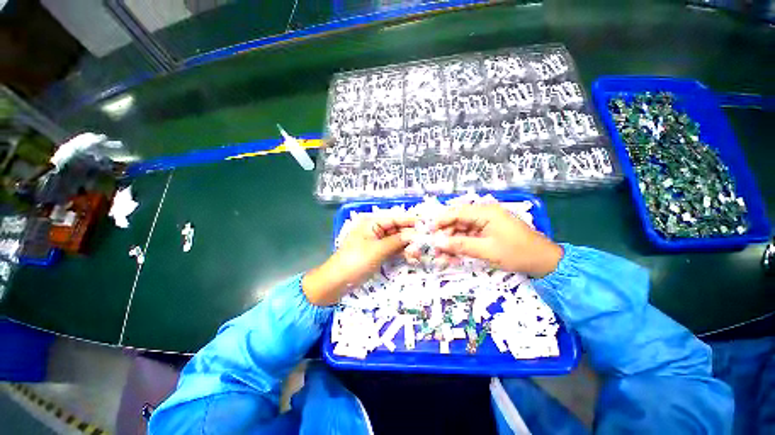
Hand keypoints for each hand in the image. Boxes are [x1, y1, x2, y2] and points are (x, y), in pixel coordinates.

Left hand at [302, 214, 415, 305]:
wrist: (337, 281)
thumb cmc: (356, 261)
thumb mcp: (378, 250)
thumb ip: (398, 241)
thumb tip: (416, 235)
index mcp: (372, 222)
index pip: (395, 218)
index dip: (411, 221)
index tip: (427, 224)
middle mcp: (375, 229)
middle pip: (397, 229)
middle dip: (410, 236)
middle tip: (425, 243)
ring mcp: (377, 241)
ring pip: (396, 240)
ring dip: (407, 245)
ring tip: (418, 253)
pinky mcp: (378, 252)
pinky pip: (393, 249)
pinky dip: (401, 252)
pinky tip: (411, 257)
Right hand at [428, 203, 562, 277]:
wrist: (544, 262)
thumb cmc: (517, 253)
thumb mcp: (486, 250)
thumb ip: (460, 245)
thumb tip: (437, 243)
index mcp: (485, 212)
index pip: (456, 212)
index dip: (440, 221)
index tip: (428, 233)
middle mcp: (483, 214)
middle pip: (457, 221)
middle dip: (445, 236)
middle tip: (436, 250)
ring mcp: (486, 223)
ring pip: (461, 230)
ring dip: (452, 243)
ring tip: (444, 258)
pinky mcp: (488, 231)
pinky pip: (469, 236)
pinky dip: (461, 246)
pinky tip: (455, 257)